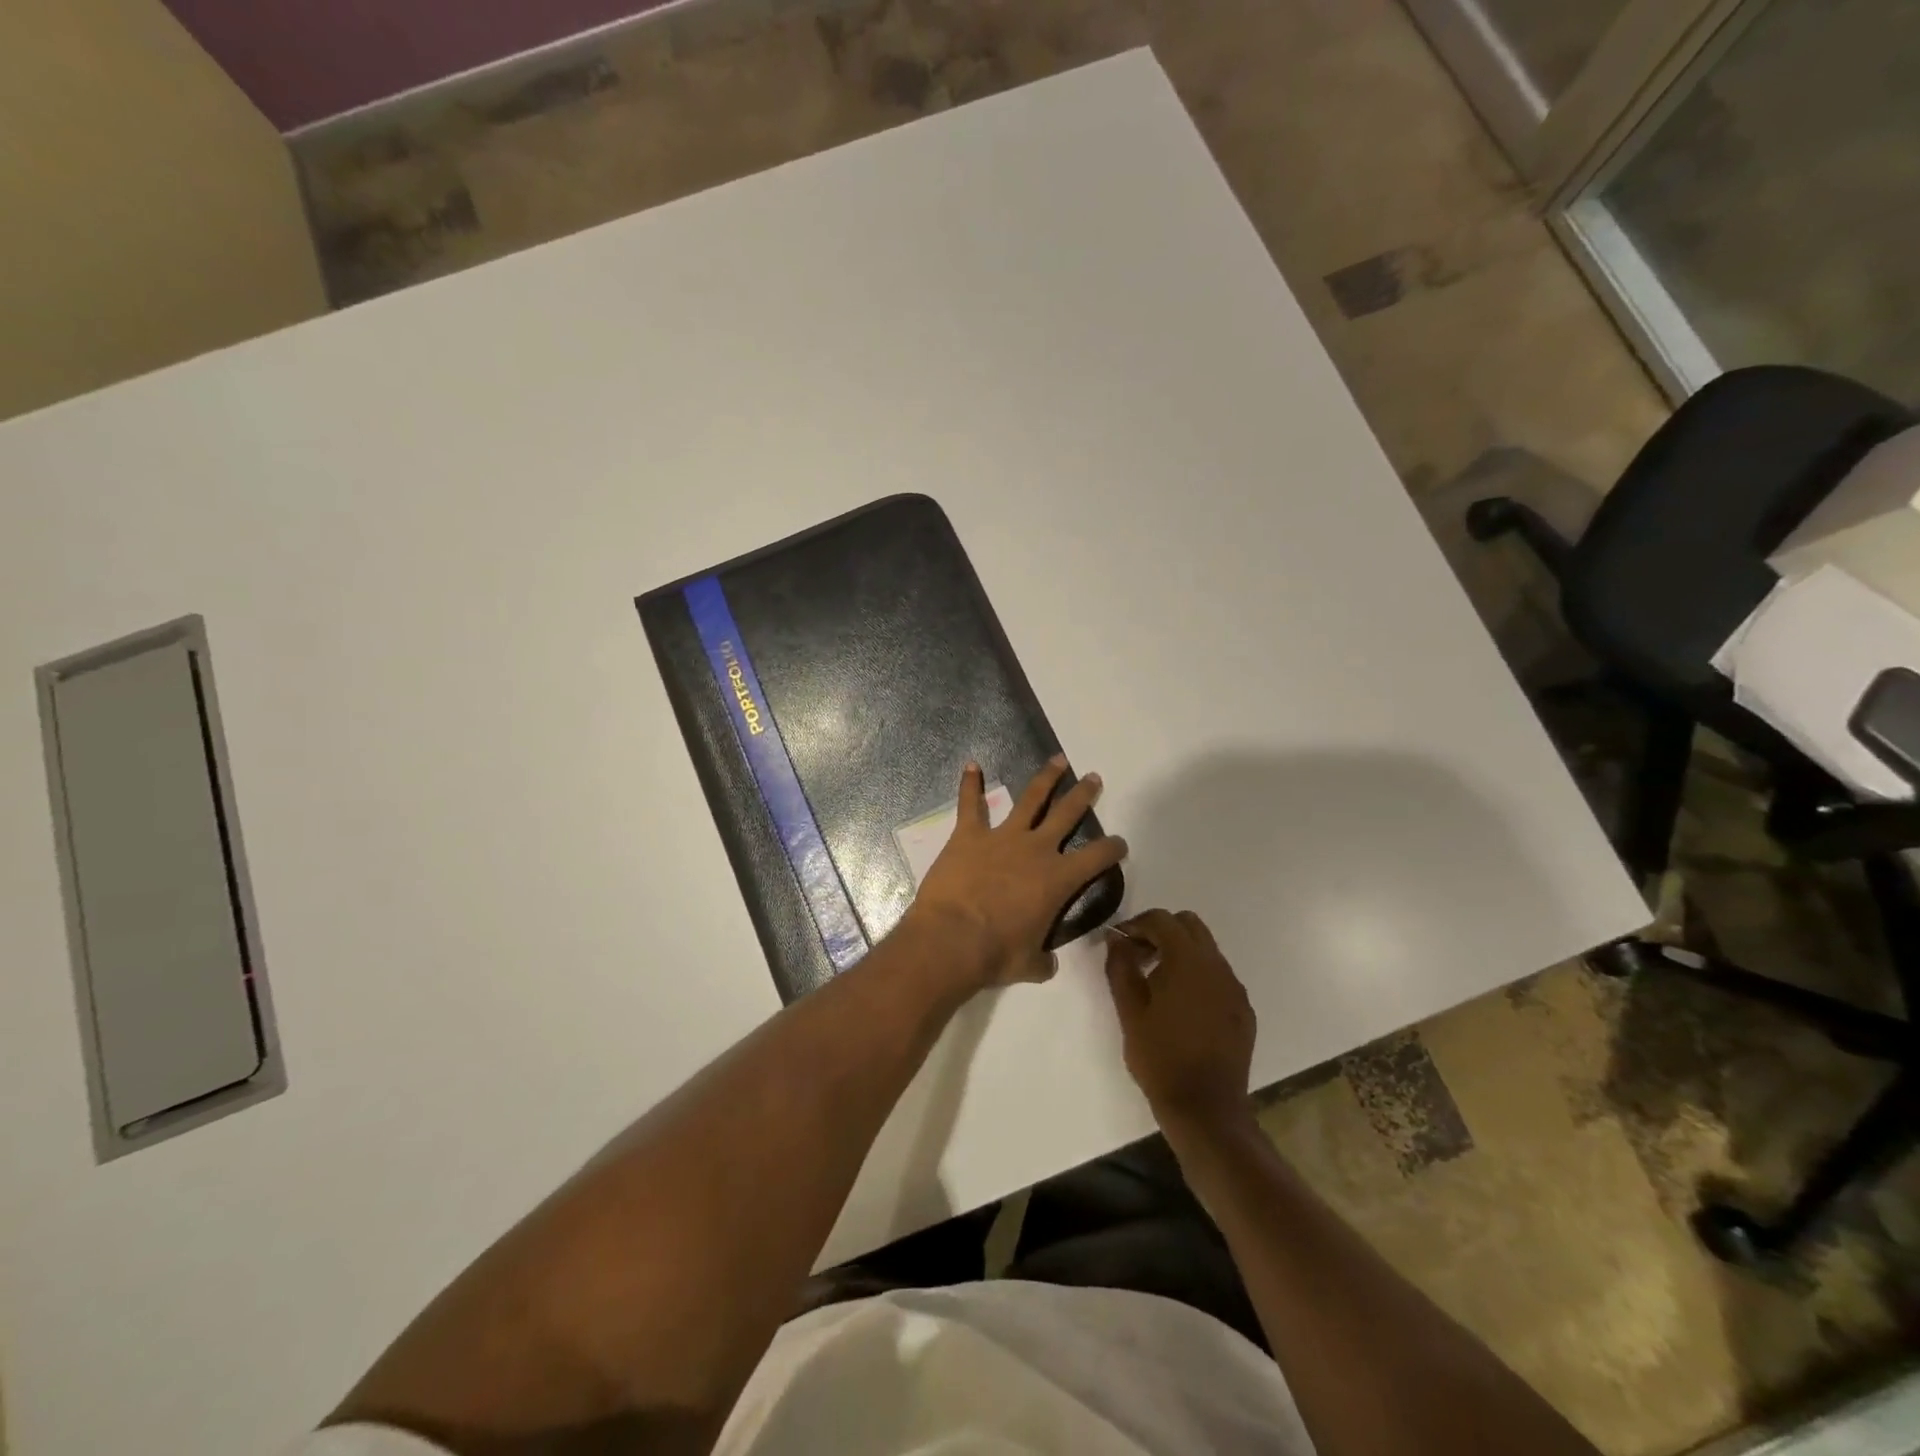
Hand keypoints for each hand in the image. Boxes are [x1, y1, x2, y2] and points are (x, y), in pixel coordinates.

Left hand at [909, 757, 1128, 987]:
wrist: (951, 939)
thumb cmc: (995, 955)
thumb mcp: (1028, 965)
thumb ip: (1042, 961)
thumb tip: (1047, 965)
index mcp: (1058, 880)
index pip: (1097, 858)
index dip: (1113, 849)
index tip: (1120, 844)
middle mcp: (1036, 850)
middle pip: (1067, 814)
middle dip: (1083, 795)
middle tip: (1094, 778)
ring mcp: (1002, 838)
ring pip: (1030, 799)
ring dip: (1045, 778)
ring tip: (1057, 760)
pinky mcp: (969, 835)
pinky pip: (970, 804)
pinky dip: (970, 784)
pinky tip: (971, 765)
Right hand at [1105, 909, 1256, 1131]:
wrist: (1206, 1108)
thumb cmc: (1161, 1057)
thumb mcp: (1129, 1011)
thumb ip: (1120, 967)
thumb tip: (1115, 939)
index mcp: (1188, 961)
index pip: (1162, 920)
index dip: (1136, 924)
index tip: (1119, 943)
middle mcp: (1217, 966)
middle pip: (1189, 925)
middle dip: (1161, 932)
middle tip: (1139, 957)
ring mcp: (1234, 988)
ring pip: (1206, 950)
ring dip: (1180, 953)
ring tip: (1157, 983)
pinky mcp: (1243, 1009)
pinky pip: (1218, 976)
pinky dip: (1197, 976)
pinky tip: (1182, 1007)